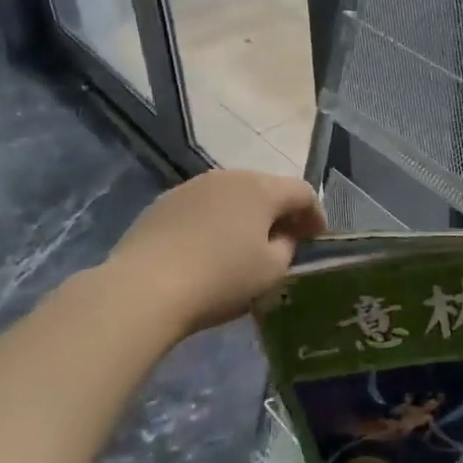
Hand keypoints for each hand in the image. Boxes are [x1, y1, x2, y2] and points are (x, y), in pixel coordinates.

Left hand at [107, 169, 325, 336]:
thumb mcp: (270, 271)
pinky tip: (209, 248)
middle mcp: (228, 176)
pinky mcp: (164, 202)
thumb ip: (287, 248)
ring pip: (232, 195)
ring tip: (246, 244)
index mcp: (261, 188)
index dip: (315, 215)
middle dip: (280, 212)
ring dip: (246, 215)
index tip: (318, 239)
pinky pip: (203, 206)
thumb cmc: (220, 278)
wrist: (145, 287)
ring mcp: (192, 186)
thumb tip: (282, 237)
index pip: (302, 192)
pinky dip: (216, 221)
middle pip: (266, 188)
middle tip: (286, 240)